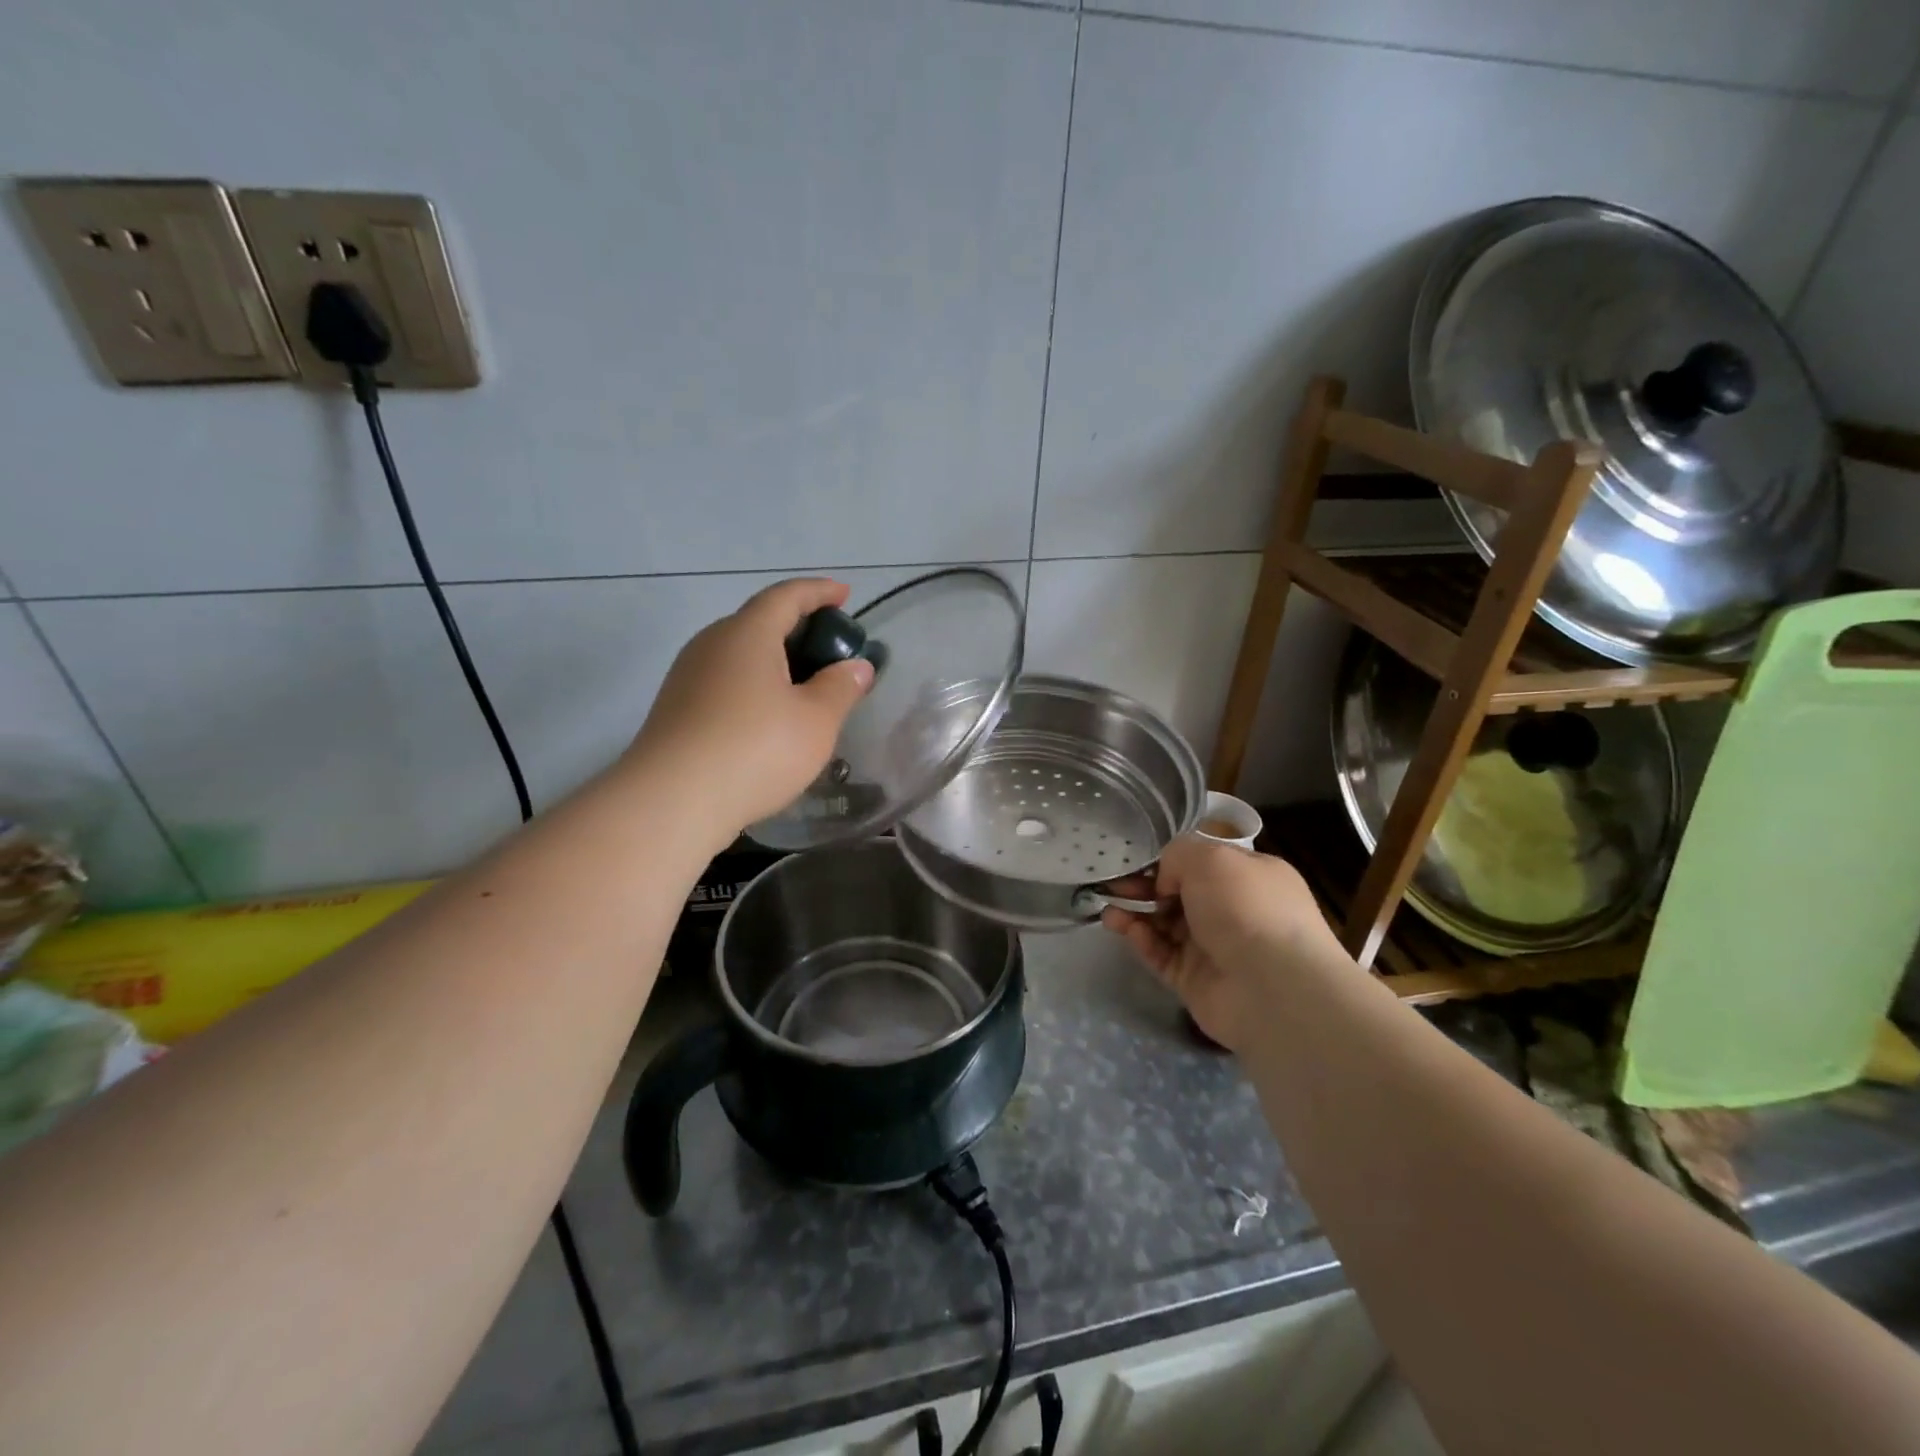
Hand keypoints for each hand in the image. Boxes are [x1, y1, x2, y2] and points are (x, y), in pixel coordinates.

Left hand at [632, 578, 873, 837]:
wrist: (671, 802)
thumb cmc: (755, 750)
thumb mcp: (816, 721)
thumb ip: (841, 687)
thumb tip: (856, 666)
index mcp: (747, 634)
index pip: (786, 596)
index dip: (819, 591)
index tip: (844, 594)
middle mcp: (712, 644)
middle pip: (760, 622)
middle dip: (799, 628)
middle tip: (831, 650)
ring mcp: (688, 677)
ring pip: (740, 655)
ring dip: (775, 661)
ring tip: (805, 687)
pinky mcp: (677, 709)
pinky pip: (725, 681)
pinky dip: (755, 686)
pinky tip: (770, 718)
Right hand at [1102, 837, 1344, 1052]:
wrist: (1273, 987)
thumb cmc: (1245, 908)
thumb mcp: (1209, 857)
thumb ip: (1177, 855)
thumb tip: (1165, 881)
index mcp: (1249, 876)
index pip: (1203, 863)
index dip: (1169, 861)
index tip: (1138, 861)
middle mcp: (1234, 910)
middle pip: (1179, 894)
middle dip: (1144, 888)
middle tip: (1113, 885)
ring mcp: (1215, 947)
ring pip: (1166, 925)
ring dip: (1136, 914)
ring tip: (1108, 910)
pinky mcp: (1196, 980)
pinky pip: (1163, 955)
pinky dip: (1143, 941)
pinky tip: (1126, 930)